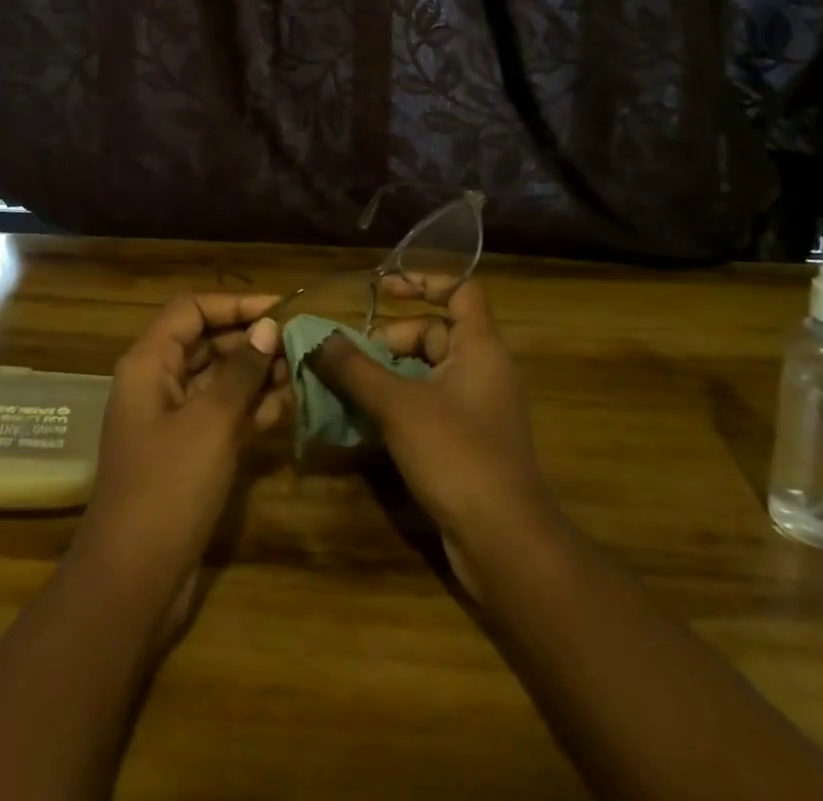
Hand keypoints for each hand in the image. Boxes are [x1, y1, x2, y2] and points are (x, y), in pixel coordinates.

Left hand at [68, 293, 289, 637]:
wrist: (133, 581)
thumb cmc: (168, 488)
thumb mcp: (210, 422)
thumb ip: (241, 371)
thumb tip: (268, 326)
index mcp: (150, 363)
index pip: (192, 309)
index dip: (235, 304)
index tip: (282, 310)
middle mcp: (159, 383)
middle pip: (207, 341)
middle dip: (252, 338)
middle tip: (303, 340)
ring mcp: (174, 420)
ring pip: (220, 379)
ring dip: (258, 372)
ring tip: (305, 366)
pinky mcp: (190, 453)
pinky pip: (224, 415)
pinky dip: (254, 407)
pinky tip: (292, 402)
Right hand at [308, 278, 550, 599]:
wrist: (504, 542)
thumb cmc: (456, 454)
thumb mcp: (398, 404)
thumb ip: (355, 368)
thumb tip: (318, 338)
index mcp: (480, 347)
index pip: (461, 290)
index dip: (424, 281)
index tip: (382, 289)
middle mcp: (483, 370)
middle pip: (433, 333)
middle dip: (389, 340)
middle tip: (348, 358)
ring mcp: (476, 409)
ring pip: (425, 372)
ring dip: (386, 375)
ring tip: (344, 386)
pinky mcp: (466, 442)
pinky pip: (427, 405)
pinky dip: (396, 404)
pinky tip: (362, 420)